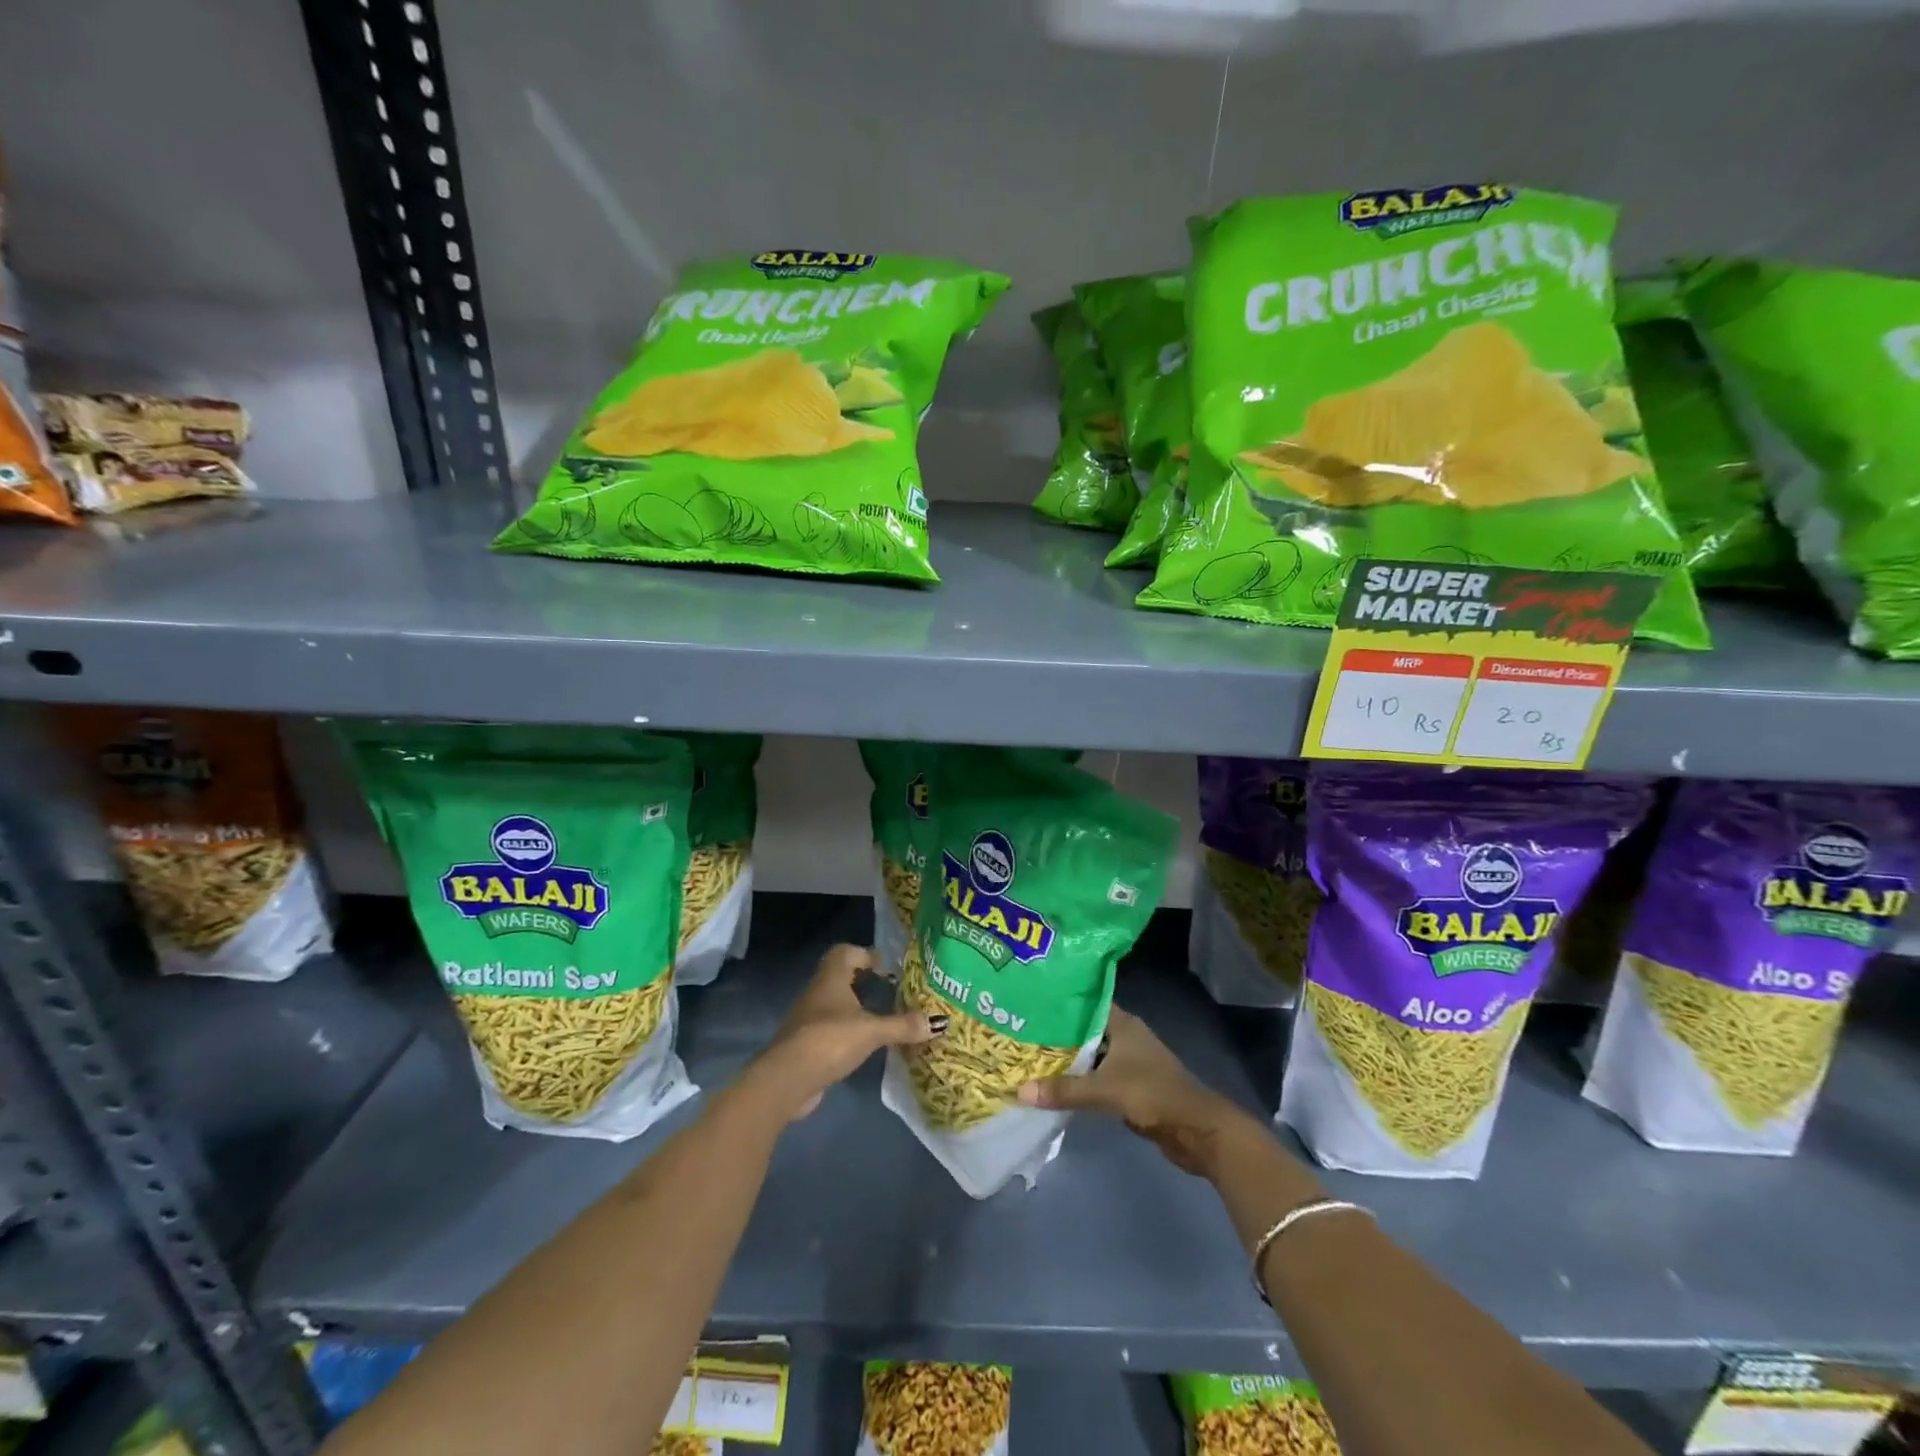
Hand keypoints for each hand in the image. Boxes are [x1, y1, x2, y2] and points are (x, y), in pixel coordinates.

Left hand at [745, 944, 943, 1120]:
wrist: (787, 1079)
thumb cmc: (830, 1040)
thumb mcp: (872, 1031)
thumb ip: (903, 1025)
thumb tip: (938, 1022)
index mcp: (831, 977)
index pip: (847, 952)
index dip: (867, 954)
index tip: (889, 967)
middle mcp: (819, 991)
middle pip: (842, 976)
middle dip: (865, 980)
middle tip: (893, 989)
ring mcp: (810, 1018)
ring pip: (837, 1003)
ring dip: (858, 1006)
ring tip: (886, 1016)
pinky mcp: (809, 1043)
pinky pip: (834, 1027)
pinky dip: (850, 1029)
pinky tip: (868, 1042)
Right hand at [1018, 1008, 1243, 1176]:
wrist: (1197, 1130)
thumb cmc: (1153, 1094)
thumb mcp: (1105, 1090)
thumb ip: (1064, 1090)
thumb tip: (1020, 1091)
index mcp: (1122, 1023)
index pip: (1085, 1003)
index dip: (1059, 1003)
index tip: (1029, 1003)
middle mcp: (1125, 1036)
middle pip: (1084, 1030)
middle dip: (1056, 1034)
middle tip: (1020, 1033)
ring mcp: (1129, 1062)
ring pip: (1090, 1055)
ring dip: (1067, 1060)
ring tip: (1029, 1058)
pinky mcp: (1130, 1086)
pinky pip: (1097, 1077)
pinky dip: (1079, 1081)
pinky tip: (1055, 1086)